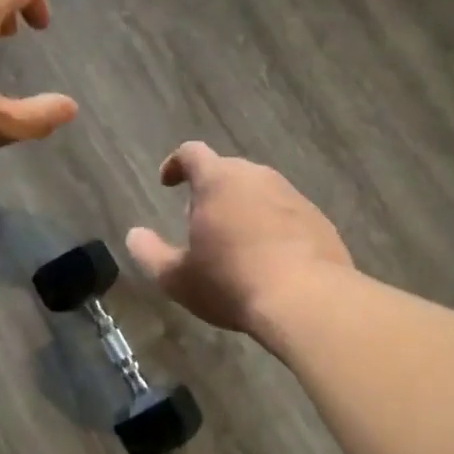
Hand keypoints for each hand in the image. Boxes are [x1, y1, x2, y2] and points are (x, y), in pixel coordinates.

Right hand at [126, 142, 353, 332]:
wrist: (307, 299)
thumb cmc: (231, 283)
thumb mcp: (178, 278)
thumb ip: (150, 253)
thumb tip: (135, 236)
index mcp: (219, 181)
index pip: (192, 153)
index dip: (176, 164)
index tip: (168, 182)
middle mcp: (258, 177)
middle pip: (228, 171)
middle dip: (210, 190)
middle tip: (201, 222)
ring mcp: (293, 196)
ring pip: (260, 191)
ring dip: (243, 208)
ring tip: (236, 243)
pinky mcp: (319, 218)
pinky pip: (287, 214)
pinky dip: (272, 227)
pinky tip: (270, 259)